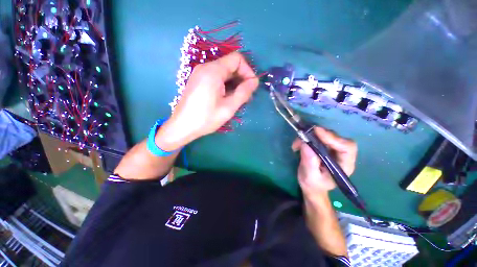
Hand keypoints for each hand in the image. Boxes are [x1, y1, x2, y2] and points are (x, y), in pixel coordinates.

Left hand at [156, 52, 258, 150]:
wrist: (182, 127)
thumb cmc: (206, 119)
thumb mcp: (229, 107)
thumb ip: (244, 92)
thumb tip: (255, 81)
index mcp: (213, 71)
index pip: (237, 59)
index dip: (248, 71)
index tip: (251, 86)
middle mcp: (205, 67)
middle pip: (230, 64)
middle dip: (242, 78)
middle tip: (246, 95)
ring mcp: (200, 73)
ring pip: (224, 72)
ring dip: (234, 82)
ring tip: (238, 98)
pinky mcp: (198, 80)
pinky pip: (216, 77)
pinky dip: (225, 84)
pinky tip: (227, 97)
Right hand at [292, 127, 356, 195]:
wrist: (311, 185)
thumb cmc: (313, 184)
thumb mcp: (310, 176)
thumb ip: (310, 161)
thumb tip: (306, 143)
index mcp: (344, 165)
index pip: (347, 147)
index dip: (333, 138)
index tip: (317, 131)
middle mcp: (341, 154)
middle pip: (335, 137)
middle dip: (318, 135)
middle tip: (303, 135)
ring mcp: (332, 149)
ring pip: (324, 135)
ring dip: (309, 136)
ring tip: (296, 144)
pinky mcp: (323, 146)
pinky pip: (315, 136)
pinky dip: (305, 138)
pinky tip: (297, 145)